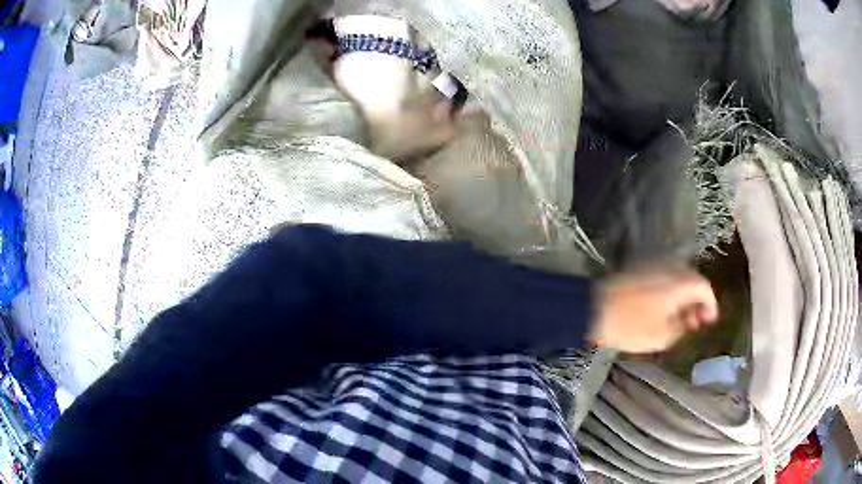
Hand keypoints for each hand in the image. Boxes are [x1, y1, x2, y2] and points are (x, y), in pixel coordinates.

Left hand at [588, 266, 718, 352]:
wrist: (593, 308)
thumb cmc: (630, 325)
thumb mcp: (661, 337)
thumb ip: (680, 329)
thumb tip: (687, 323)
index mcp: (680, 282)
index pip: (704, 288)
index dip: (711, 305)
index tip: (709, 322)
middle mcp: (670, 268)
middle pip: (693, 281)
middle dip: (697, 302)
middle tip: (695, 323)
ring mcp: (654, 266)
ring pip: (679, 279)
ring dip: (684, 298)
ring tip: (680, 321)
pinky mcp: (640, 270)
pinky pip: (664, 279)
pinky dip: (670, 293)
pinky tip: (665, 311)